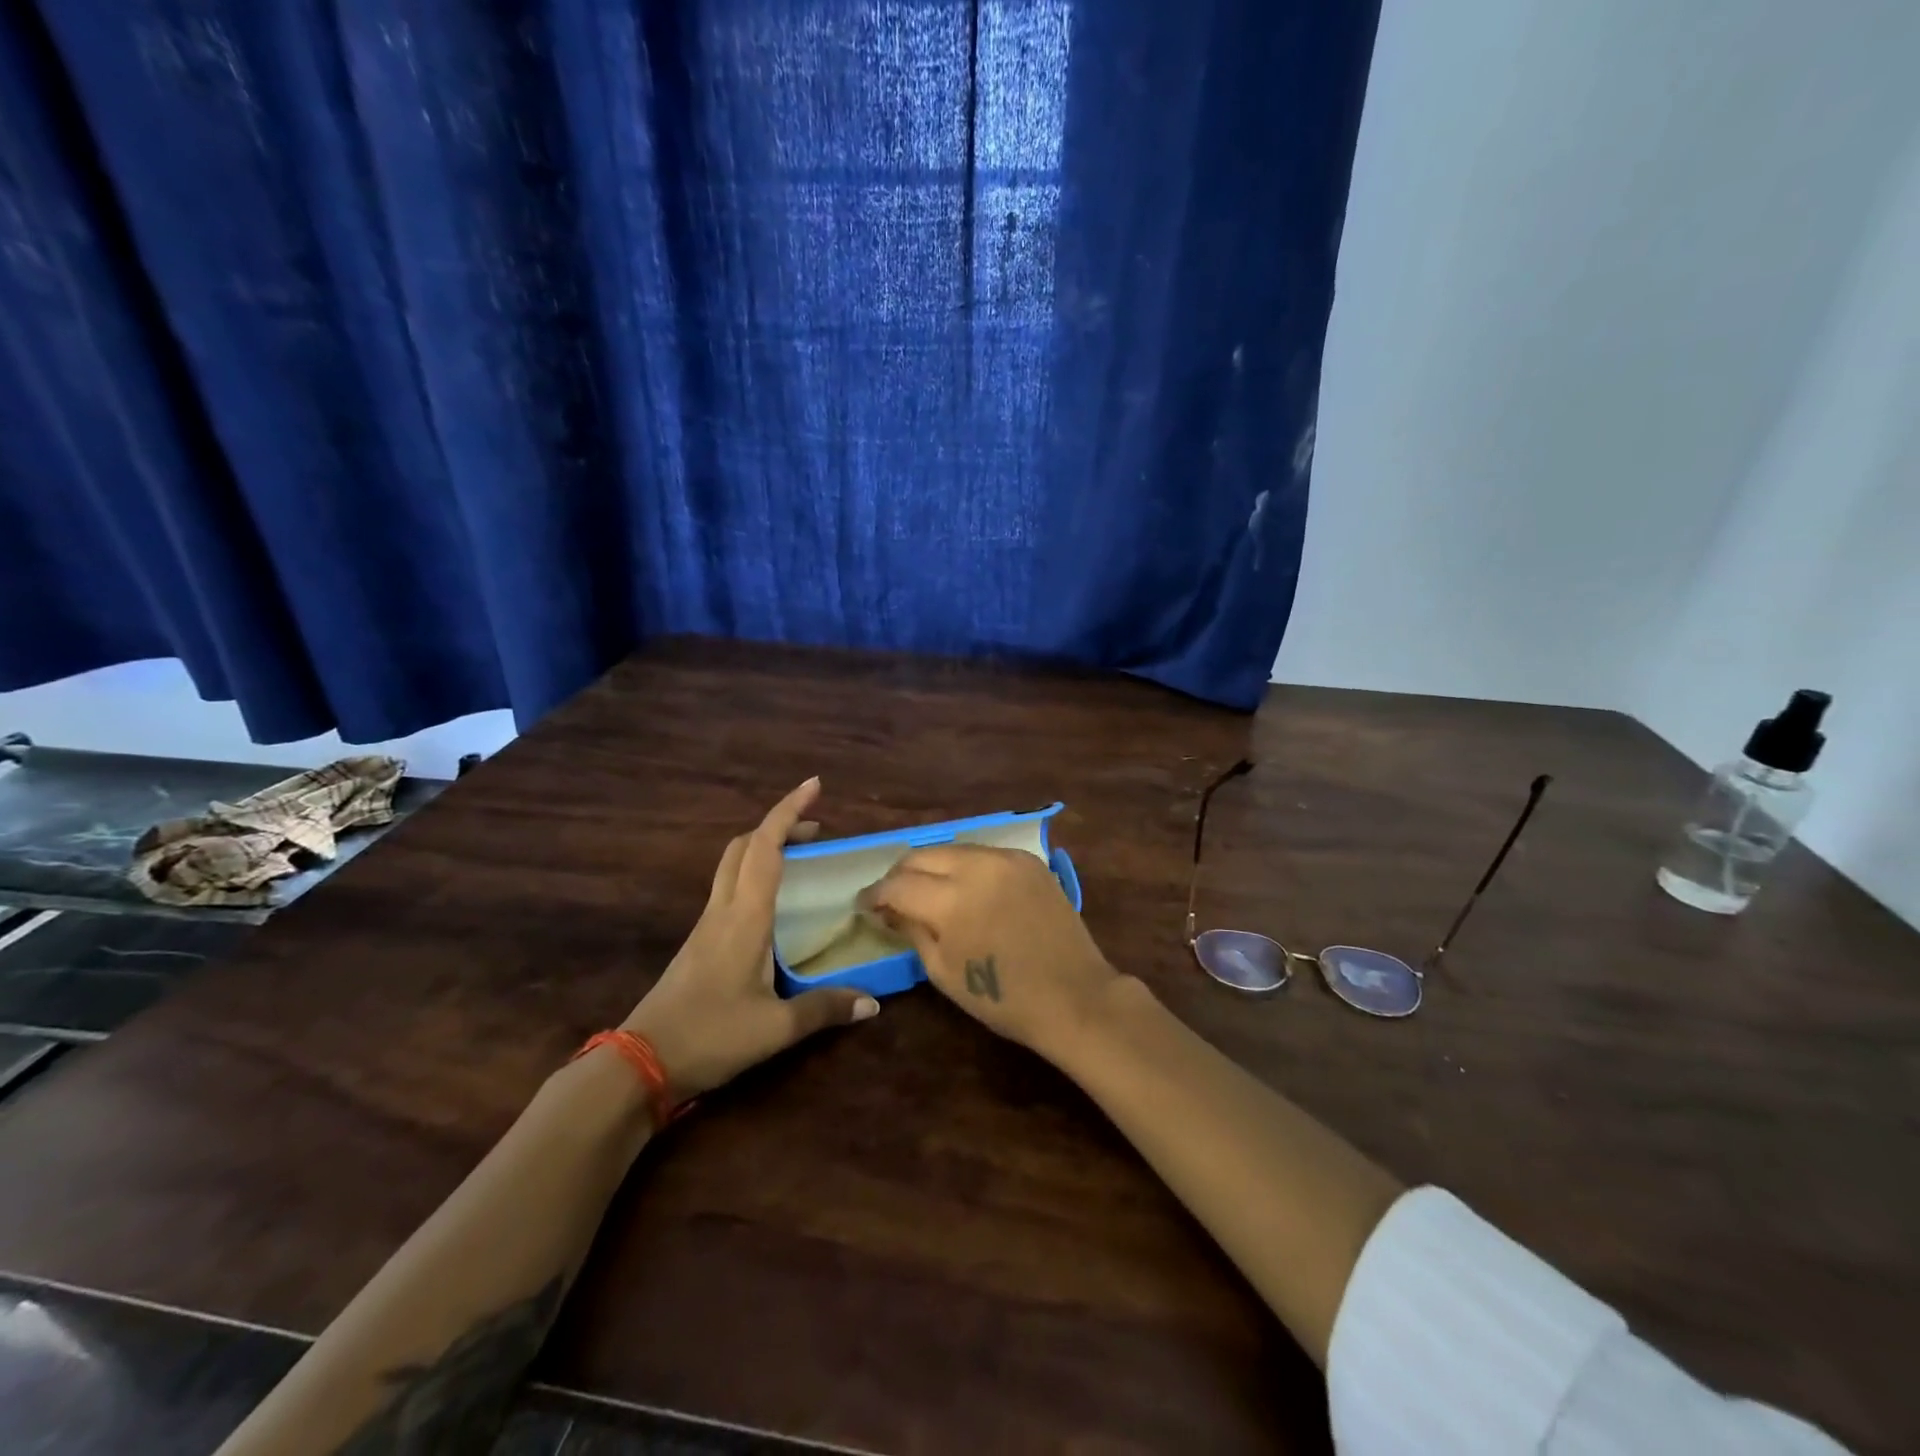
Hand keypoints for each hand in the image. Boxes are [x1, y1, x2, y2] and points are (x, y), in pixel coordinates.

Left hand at [623, 778, 878, 1099]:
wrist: (641, 1064)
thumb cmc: (710, 1036)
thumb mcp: (776, 1028)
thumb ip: (825, 1009)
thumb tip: (874, 1003)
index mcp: (745, 917)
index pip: (766, 847)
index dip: (789, 811)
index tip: (813, 786)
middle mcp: (724, 910)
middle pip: (745, 846)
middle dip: (779, 825)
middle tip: (816, 830)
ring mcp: (707, 925)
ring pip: (733, 864)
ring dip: (765, 848)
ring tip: (802, 858)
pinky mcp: (700, 942)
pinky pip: (730, 888)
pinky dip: (755, 874)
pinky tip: (775, 903)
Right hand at [857, 844, 1119, 1059]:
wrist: (1075, 996)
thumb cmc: (1003, 998)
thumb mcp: (943, 971)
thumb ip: (911, 930)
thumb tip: (887, 910)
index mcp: (951, 900)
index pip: (897, 884)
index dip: (874, 894)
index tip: (864, 906)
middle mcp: (976, 866)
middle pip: (921, 855)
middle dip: (900, 875)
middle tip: (892, 897)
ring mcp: (1006, 858)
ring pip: (951, 849)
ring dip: (931, 867)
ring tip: (926, 890)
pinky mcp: (1028, 859)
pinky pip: (982, 854)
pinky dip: (964, 867)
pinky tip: (964, 888)